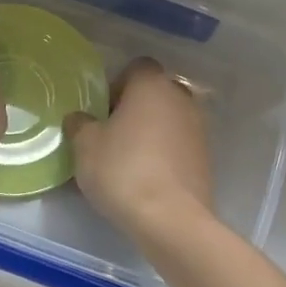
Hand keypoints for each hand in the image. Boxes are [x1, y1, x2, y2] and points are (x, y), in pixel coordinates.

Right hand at [66, 59, 213, 239]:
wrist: (170, 218)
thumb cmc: (123, 170)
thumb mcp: (85, 145)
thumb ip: (79, 124)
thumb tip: (80, 119)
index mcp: (152, 85)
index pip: (135, 68)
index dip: (116, 85)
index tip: (102, 111)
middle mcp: (181, 99)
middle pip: (154, 93)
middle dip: (134, 109)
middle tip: (111, 135)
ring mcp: (198, 129)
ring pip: (168, 120)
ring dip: (150, 132)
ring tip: (127, 160)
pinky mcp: (205, 159)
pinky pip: (178, 146)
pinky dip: (163, 155)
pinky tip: (146, 179)